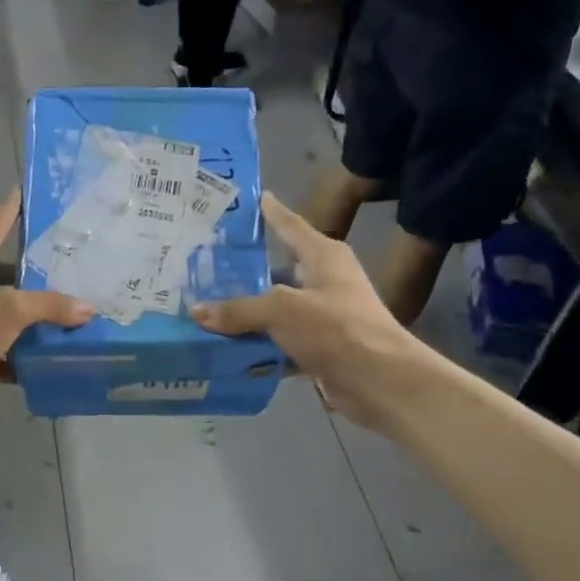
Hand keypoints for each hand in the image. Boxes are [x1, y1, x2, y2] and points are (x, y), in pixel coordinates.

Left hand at [0, 191, 92, 435]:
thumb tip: (87, 308)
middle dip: (32, 270)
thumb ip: (48, 305)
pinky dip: (23, 353)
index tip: (23, 191)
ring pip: (4, 313)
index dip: (8, 209)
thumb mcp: (8, 312)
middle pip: (1, 272)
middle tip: (69, 263)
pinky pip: (2, 349)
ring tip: (71, 311)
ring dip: (32, 316)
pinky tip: (49, 358)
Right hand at [190, 193, 430, 433]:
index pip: (291, 226)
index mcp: (323, 257)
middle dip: (245, 272)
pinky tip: (228, 352)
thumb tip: (197, 312)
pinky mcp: (321, 349)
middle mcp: (325, 282)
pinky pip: (280, 343)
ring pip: (276, 311)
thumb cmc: (336, 328)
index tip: (255, 198)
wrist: (381, 382)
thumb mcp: (281, 311)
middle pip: (278, 271)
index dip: (272, 212)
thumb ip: (239, 310)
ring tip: (207, 310)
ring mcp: (324, 317)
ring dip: (248, 315)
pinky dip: (259, 348)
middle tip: (206, 266)